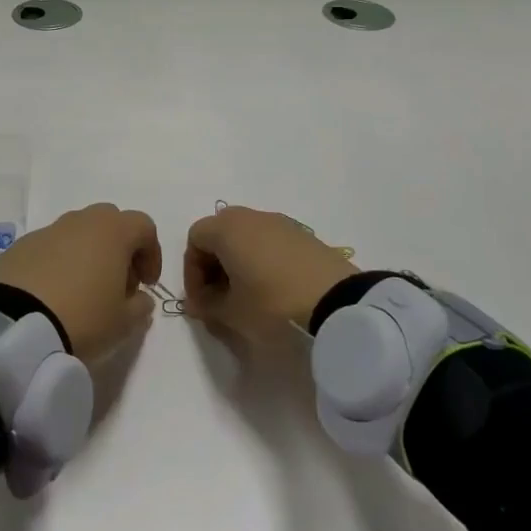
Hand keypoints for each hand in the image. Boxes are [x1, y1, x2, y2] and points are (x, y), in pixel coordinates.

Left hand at [0, 204, 161, 359]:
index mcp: (112, 231)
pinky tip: (51, 295)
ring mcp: (46, 231)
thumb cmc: (83, 319)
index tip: (146, 284)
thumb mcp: (124, 323)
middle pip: (109, 222)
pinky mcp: (19, 247)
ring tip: (82, 291)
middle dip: (118, 248)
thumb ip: (140, 306)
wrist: (17, 326)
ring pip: (76, 233)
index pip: (143, 226)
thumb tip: (139, 298)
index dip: (151, 253)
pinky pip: (48, 249)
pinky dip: (56, 264)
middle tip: (116, 283)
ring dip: (85, 254)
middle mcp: (79, 221)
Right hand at [183, 205, 355, 334]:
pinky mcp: (305, 236)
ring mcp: (281, 223)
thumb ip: (207, 305)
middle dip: (213, 264)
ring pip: (247, 237)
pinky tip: (273, 290)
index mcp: (227, 228)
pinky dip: (262, 260)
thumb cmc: (273, 304)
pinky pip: (270, 242)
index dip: (191, 271)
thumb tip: (199, 302)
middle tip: (219, 296)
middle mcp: (251, 216)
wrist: (339, 303)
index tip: (201, 301)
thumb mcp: (232, 313)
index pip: (195, 239)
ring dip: (239, 262)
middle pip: (220, 233)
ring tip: (247, 296)